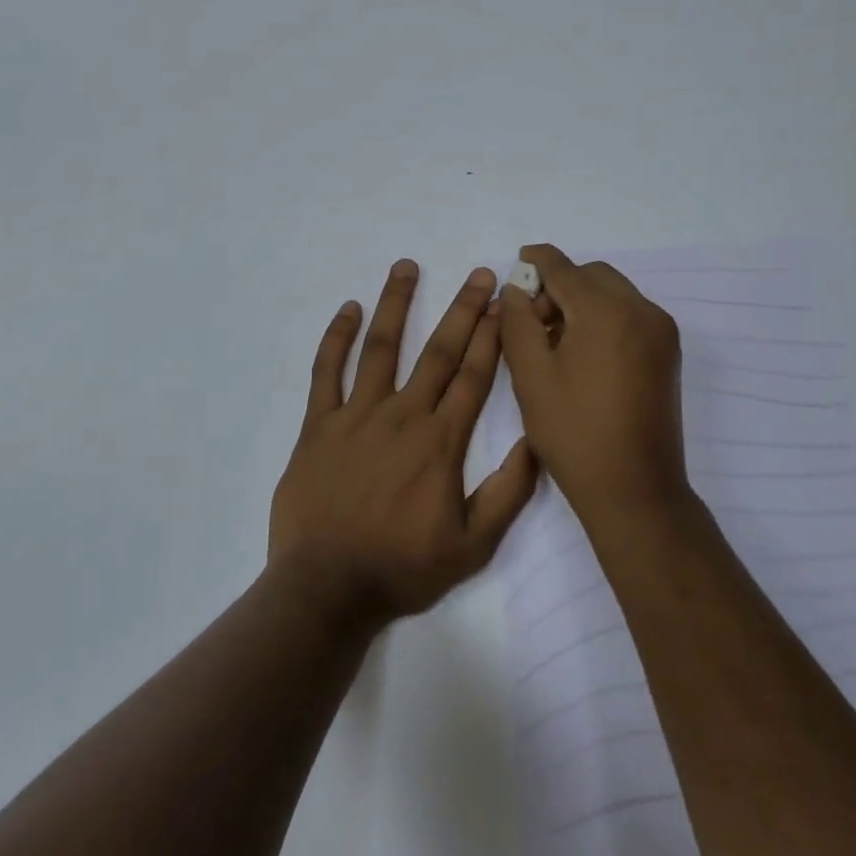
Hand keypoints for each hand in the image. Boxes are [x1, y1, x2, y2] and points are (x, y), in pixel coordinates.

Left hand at [268, 260, 539, 626]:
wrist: (326, 589)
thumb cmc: (402, 568)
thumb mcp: (473, 544)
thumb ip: (508, 492)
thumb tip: (538, 441)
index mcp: (441, 441)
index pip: (474, 376)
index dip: (491, 336)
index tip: (503, 303)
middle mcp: (402, 416)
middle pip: (438, 352)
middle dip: (462, 309)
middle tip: (478, 274)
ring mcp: (356, 416)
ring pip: (381, 348)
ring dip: (396, 304)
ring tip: (406, 267)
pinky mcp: (318, 426)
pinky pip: (326, 373)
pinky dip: (337, 339)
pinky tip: (348, 309)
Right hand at [498, 244, 689, 524]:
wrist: (634, 489)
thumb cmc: (574, 433)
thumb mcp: (531, 376)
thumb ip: (519, 322)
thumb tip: (516, 289)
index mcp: (607, 312)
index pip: (566, 269)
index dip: (538, 260)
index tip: (519, 258)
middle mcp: (642, 311)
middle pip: (594, 276)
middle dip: (560, 285)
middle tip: (532, 320)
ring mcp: (661, 332)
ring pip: (614, 294)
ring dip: (582, 301)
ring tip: (554, 341)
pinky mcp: (668, 353)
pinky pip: (630, 315)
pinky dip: (603, 318)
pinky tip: (582, 352)